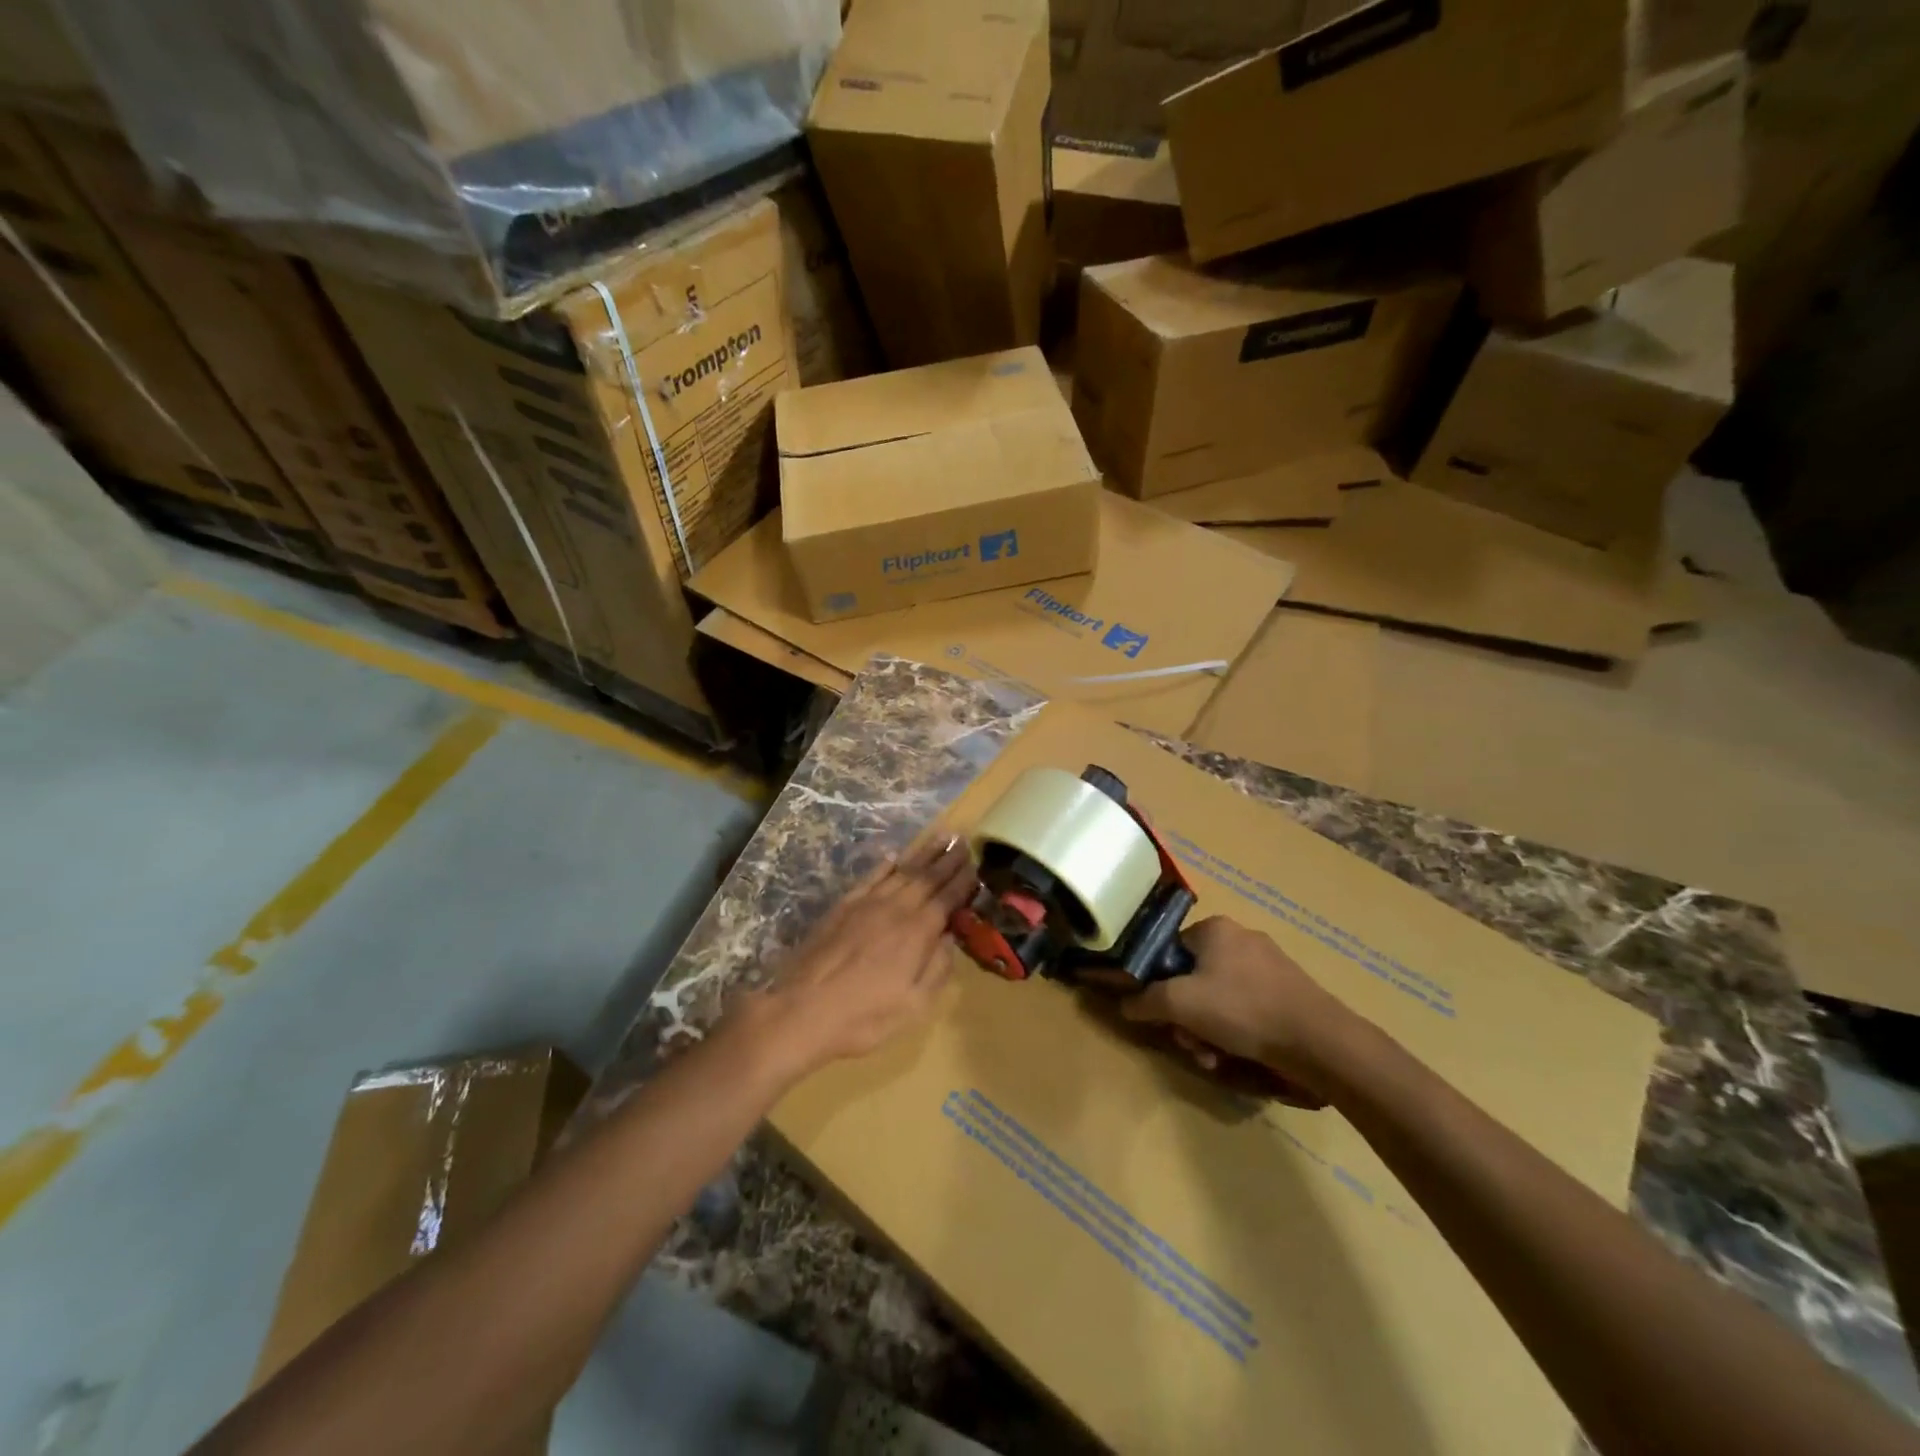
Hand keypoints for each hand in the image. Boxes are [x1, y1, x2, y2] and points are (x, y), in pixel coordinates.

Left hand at [728, 834, 978, 1082]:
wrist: (802, 1009)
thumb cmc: (864, 1016)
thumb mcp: (914, 1005)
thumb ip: (938, 968)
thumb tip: (951, 937)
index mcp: (918, 932)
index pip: (947, 898)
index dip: (963, 881)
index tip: (976, 863)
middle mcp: (896, 908)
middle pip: (927, 877)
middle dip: (947, 858)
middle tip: (963, 839)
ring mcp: (867, 903)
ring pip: (902, 870)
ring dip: (923, 853)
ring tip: (940, 836)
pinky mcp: (843, 906)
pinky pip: (871, 877)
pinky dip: (885, 864)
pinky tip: (894, 856)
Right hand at [1121, 917, 1354, 1103]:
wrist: (1319, 1042)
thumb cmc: (1243, 1010)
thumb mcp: (1180, 1004)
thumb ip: (1145, 1000)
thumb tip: (1124, 1003)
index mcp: (1215, 928)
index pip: (1169, 951)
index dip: (1158, 984)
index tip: (1160, 1014)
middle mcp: (1241, 939)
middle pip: (1193, 979)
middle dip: (1186, 1017)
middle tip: (1189, 1043)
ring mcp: (1269, 966)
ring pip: (1219, 999)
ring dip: (1207, 1031)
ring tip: (1214, 1059)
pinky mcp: (1288, 993)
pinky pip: (1246, 1009)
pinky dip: (1235, 1032)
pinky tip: (1237, 1057)